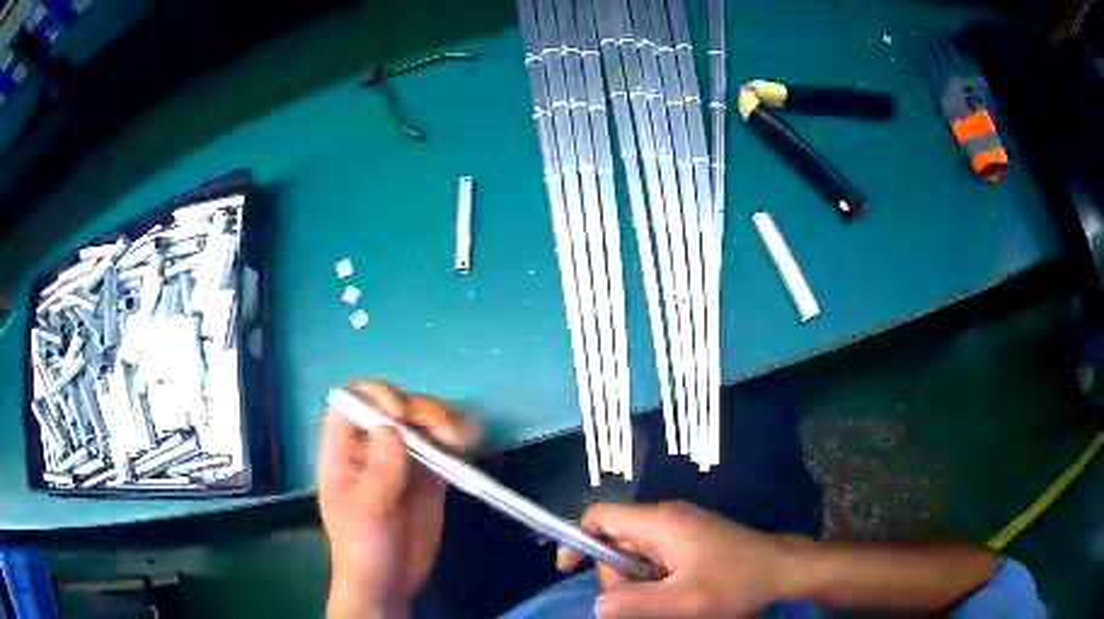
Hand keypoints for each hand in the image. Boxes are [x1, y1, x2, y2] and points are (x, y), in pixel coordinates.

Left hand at [319, 381, 479, 618]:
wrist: (388, 584)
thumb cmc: (363, 549)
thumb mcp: (367, 513)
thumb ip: (379, 471)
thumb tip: (393, 427)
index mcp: (344, 451)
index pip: (352, 403)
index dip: (375, 396)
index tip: (401, 415)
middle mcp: (372, 447)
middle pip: (396, 405)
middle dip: (422, 410)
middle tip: (446, 432)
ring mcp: (402, 460)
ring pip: (423, 422)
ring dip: (446, 421)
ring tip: (467, 437)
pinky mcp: (428, 475)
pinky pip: (443, 447)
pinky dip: (459, 441)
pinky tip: (472, 443)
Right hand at [558, 501, 810, 617]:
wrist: (784, 569)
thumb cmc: (736, 583)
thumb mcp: (683, 601)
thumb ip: (633, 603)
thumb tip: (597, 604)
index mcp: (659, 522)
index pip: (599, 516)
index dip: (576, 540)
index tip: (568, 571)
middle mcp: (666, 516)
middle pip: (616, 541)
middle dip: (618, 575)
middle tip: (645, 602)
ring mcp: (682, 525)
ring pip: (636, 552)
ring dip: (639, 581)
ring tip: (670, 599)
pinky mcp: (693, 537)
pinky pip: (657, 556)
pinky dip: (655, 577)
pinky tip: (678, 593)